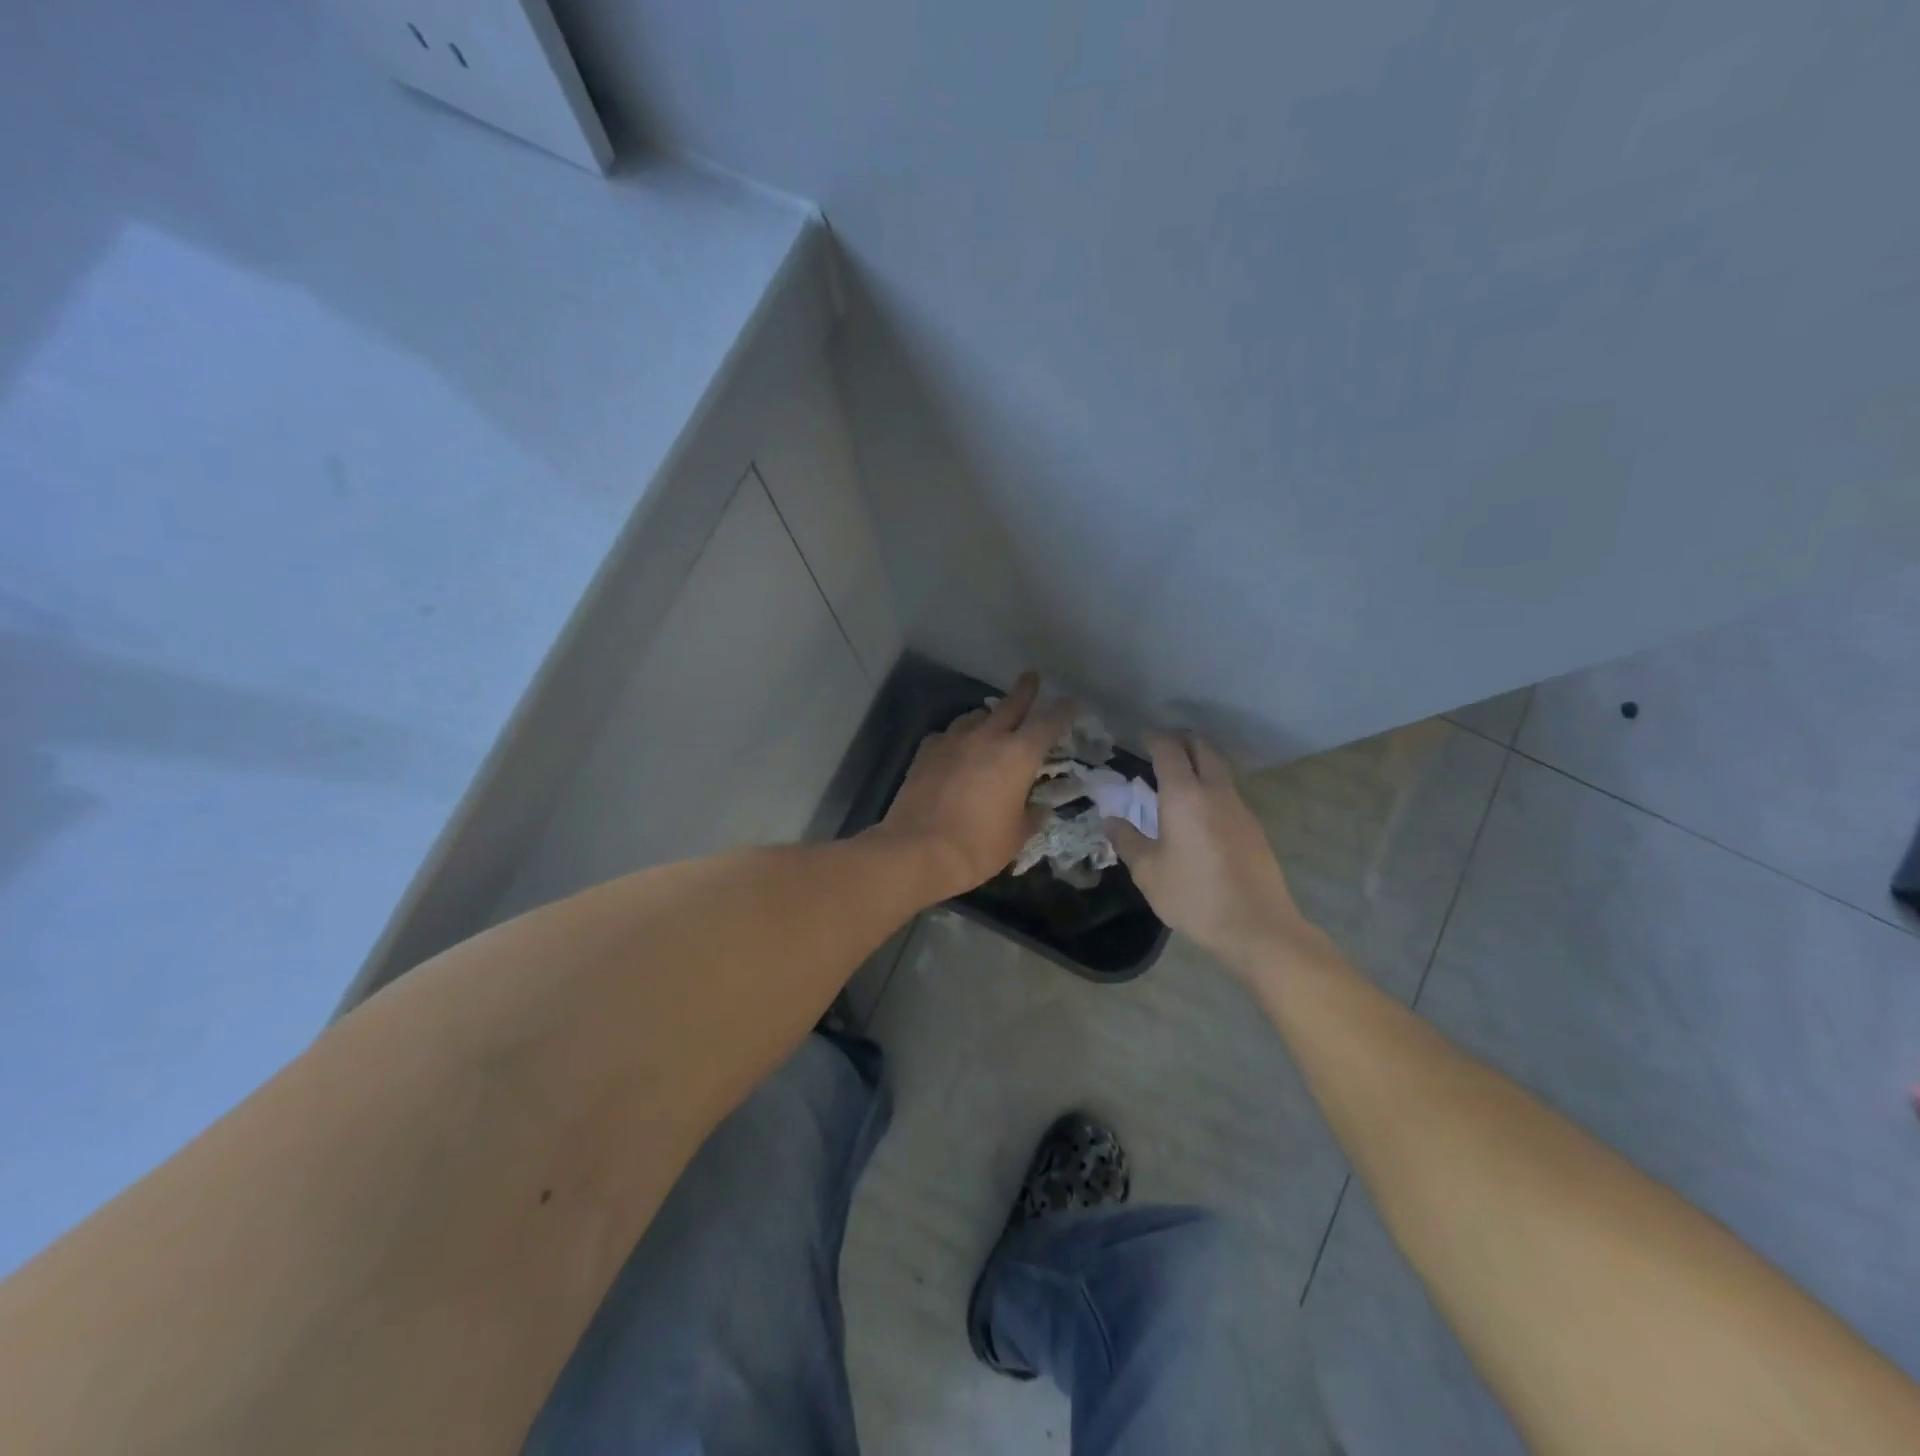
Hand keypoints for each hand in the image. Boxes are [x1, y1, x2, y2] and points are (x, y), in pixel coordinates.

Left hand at [876, 671, 1074, 902]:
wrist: (918, 850)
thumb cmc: (978, 846)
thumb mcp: (1017, 836)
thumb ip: (1032, 816)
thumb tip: (1038, 808)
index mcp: (1019, 755)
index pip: (1048, 723)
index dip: (1063, 711)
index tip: (1071, 702)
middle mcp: (987, 738)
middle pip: (1010, 705)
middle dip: (1024, 690)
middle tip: (1031, 676)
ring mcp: (953, 741)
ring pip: (975, 716)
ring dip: (987, 715)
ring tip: (990, 718)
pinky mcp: (926, 751)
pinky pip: (947, 734)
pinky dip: (957, 737)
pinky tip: (956, 747)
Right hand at [1104, 732, 1322, 968]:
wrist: (1256, 925)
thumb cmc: (1193, 895)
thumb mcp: (1147, 872)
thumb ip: (1126, 840)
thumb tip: (1110, 820)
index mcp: (1183, 796)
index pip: (1169, 750)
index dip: (1154, 738)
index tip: (1141, 737)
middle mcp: (1215, 791)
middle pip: (1202, 749)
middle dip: (1182, 741)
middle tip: (1162, 747)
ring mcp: (1240, 807)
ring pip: (1220, 769)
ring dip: (1200, 762)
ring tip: (1180, 776)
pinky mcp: (1254, 827)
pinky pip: (1229, 793)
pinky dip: (1212, 787)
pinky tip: (1201, 810)